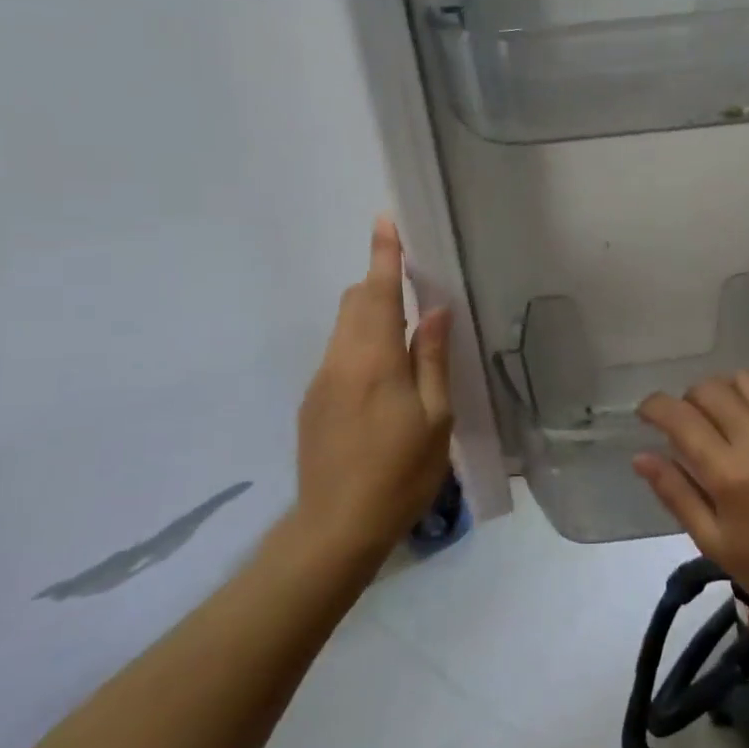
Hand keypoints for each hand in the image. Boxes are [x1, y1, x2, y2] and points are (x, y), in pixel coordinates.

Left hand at [295, 218, 453, 560]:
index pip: (376, 292)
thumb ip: (431, 358)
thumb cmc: (400, 472)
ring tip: (406, 332)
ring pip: (344, 328)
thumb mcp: (435, 417)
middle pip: (353, 302)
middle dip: (377, 281)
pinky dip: (362, 344)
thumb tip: (435, 309)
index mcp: (374, 361)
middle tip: (412, 280)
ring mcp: (320, 382)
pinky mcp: (313, 402)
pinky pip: (339, 354)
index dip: (383, 255)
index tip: (386, 220)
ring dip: (371, 314)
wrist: (335, 528)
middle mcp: (339, 360)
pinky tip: (385, 379)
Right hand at [634, 373, 748, 630]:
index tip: (648, 412)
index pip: (680, 417)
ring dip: (729, 392)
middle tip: (694, 424)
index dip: (655, 407)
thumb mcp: (714, 541)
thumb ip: (676, 493)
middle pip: (711, 389)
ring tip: (733, 417)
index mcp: (729, 474)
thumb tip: (640, 456)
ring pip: (747, 378)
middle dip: (690, 400)